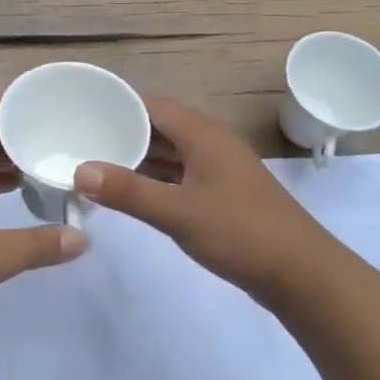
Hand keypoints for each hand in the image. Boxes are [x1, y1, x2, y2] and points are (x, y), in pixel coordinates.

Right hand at [77, 95, 325, 303]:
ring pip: (168, 152)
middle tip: (78, 141)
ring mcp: (217, 168)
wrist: (302, 273)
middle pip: (157, 127)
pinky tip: (129, 193)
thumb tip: (79, 170)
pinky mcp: (220, 193)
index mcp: (202, 134)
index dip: (116, 106)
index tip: (80, 113)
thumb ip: (128, 192)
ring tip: (94, 165)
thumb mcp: (179, 212)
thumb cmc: (241, 233)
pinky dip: (153, 179)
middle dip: (120, 133)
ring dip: (136, 158)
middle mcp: (209, 143)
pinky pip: (178, 174)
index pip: (150, 105)